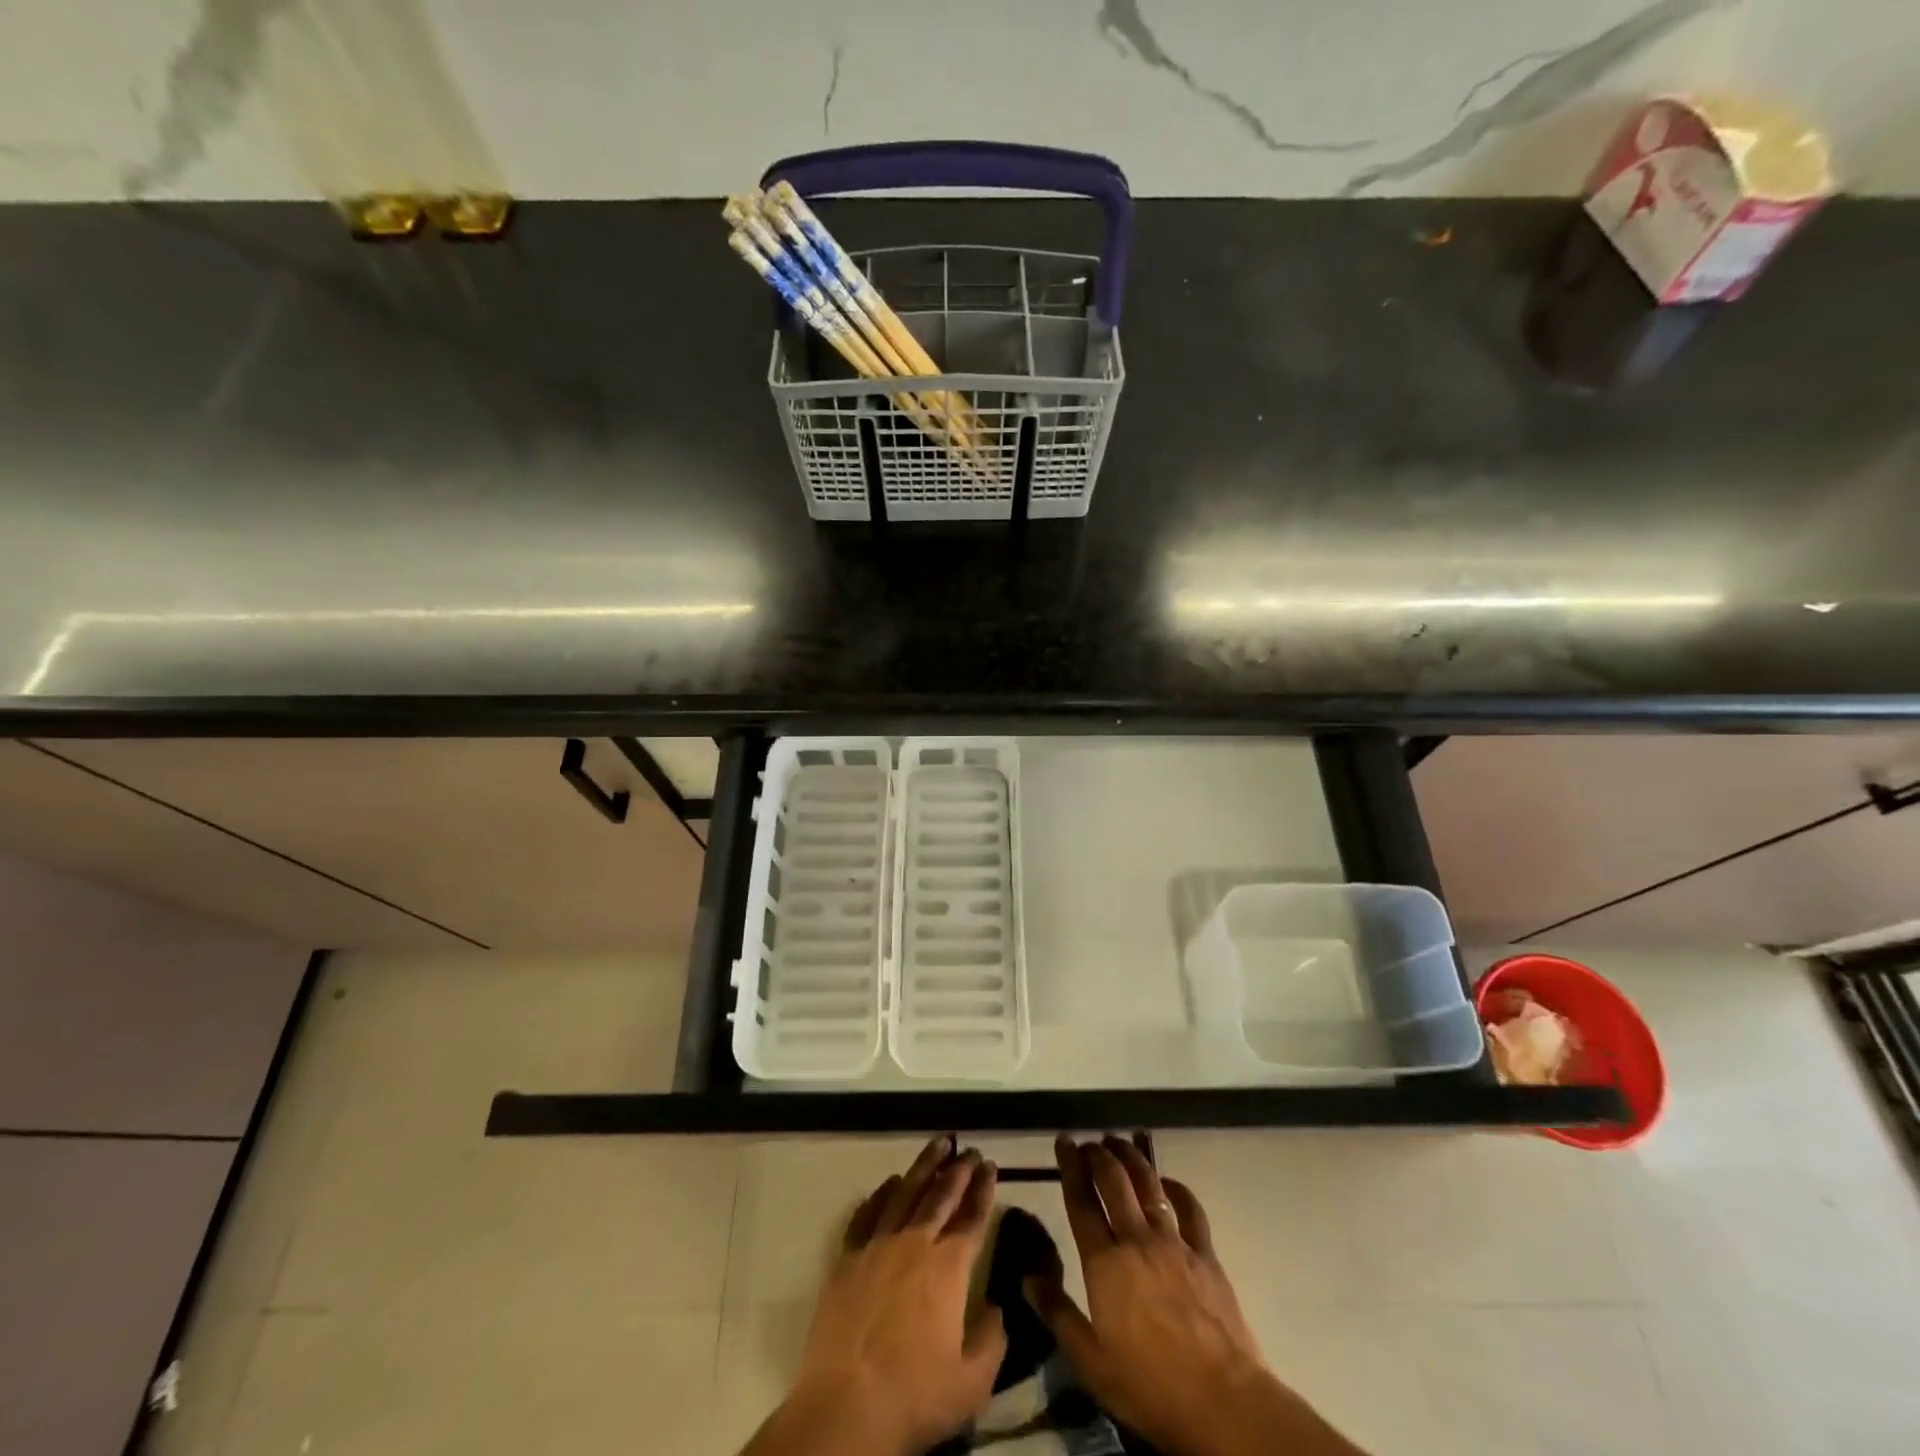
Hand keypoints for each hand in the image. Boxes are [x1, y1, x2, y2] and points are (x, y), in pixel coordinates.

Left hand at [744, 1136, 1005, 1455]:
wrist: (844, 1406)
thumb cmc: (913, 1395)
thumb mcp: (972, 1382)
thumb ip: (992, 1338)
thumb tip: (997, 1307)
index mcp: (948, 1267)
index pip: (972, 1217)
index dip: (984, 1190)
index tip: (991, 1166)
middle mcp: (915, 1243)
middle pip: (941, 1195)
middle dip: (959, 1169)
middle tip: (970, 1149)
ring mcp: (877, 1245)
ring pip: (905, 1192)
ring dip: (924, 1166)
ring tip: (938, 1144)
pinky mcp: (847, 1257)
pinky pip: (867, 1213)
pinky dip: (880, 1193)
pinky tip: (889, 1182)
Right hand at [1029, 1135, 1364, 1455]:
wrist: (1223, 1403)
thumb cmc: (1150, 1388)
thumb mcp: (1092, 1363)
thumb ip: (1058, 1315)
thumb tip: (1028, 1277)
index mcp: (1104, 1264)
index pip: (1081, 1202)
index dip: (1070, 1167)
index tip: (1064, 1141)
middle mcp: (1136, 1240)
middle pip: (1114, 1181)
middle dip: (1098, 1154)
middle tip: (1088, 1142)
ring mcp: (1173, 1243)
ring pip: (1148, 1184)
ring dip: (1131, 1157)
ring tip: (1119, 1142)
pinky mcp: (1205, 1254)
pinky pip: (1189, 1208)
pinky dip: (1176, 1187)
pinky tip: (1167, 1181)